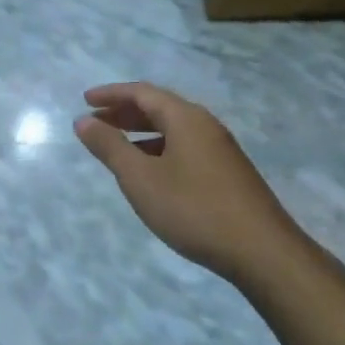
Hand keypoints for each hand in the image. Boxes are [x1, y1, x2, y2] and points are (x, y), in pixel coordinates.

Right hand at [74, 82, 314, 285]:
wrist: (262, 251)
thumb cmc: (193, 209)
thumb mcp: (141, 179)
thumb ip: (110, 147)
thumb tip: (83, 120)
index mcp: (186, 118)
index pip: (142, 92)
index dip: (111, 94)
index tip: (84, 100)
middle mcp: (205, 125)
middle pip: (159, 107)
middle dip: (124, 112)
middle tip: (95, 122)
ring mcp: (220, 149)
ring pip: (173, 129)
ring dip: (141, 132)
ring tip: (116, 148)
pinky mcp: (227, 173)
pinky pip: (185, 147)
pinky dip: (159, 149)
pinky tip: (151, 173)